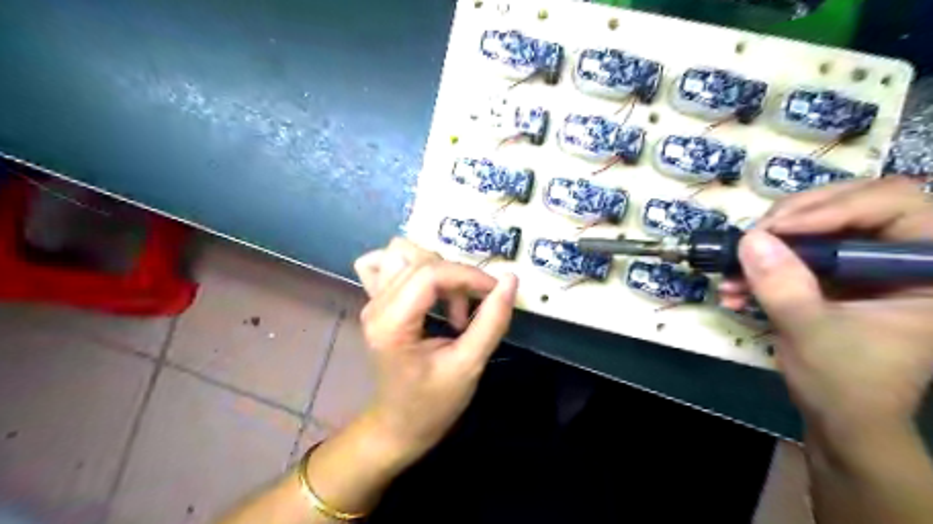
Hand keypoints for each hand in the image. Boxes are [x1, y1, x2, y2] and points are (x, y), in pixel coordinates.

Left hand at [353, 239, 521, 461]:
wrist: (398, 426)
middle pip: (419, 260)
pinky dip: (411, 266)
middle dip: (455, 277)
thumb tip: (510, 280)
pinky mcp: (377, 302)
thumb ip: (492, 321)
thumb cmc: (433, 404)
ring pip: (402, 253)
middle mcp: (376, 305)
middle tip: (470, 311)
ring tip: (450, 302)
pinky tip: (426, 288)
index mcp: (392, 324)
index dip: (468, 275)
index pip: (430, 273)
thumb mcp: (468, 366)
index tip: (495, 292)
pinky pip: (386, 264)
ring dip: (436, 269)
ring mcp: (372, 301)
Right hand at [721, 179, 932, 439]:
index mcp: (930, 269)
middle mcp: (903, 256)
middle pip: (852, 204)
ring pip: (818, 224)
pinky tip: (734, 287)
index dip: (833, 208)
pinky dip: (763, 266)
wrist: (840, 418)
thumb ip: (783, 285)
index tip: (775, 230)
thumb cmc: (846, 383)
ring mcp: (865, 264)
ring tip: (732, 267)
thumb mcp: (811, 332)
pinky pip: (798, 252)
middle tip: (753, 236)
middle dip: (794, 218)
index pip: (892, 206)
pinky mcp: (835, 275)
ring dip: (769, 244)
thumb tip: (750, 239)